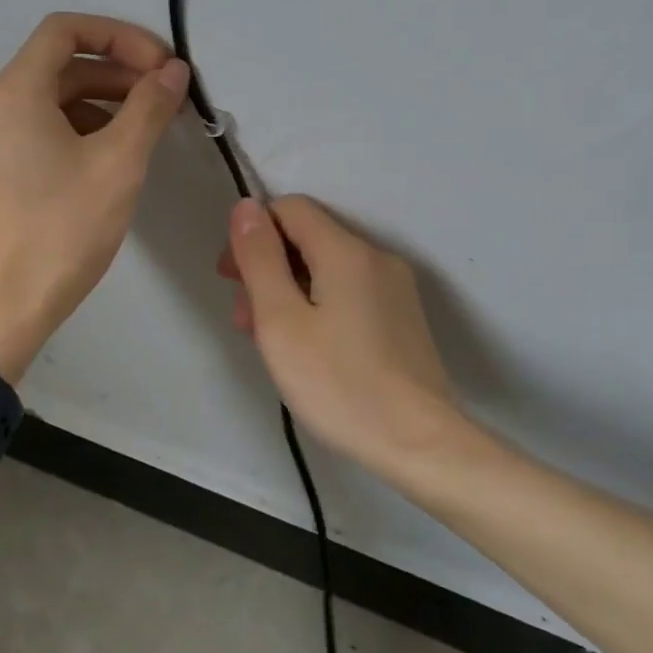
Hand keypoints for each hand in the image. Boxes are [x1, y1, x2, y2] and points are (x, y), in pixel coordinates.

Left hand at [0, 13, 189, 381]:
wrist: (1, 310)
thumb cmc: (61, 232)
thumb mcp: (118, 164)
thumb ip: (149, 107)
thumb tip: (173, 71)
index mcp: (12, 92)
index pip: (65, 30)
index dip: (119, 36)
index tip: (161, 64)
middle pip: (57, 66)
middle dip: (115, 74)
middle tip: (163, 97)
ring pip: (47, 101)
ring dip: (97, 104)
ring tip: (142, 130)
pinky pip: (33, 131)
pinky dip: (73, 131)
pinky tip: (106, 158)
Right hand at [218, 196, 478, 485]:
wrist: (421, 446)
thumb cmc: (339, 383)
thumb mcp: (280, 320)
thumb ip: (260, 258)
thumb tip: (247, 207)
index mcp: (346, 251)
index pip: (290, 208)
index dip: (254, 233)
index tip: (232, 277)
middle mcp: (376, 258)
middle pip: (308, 239)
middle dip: (267, 267)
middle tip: (243, 317)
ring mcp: (395, 289)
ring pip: (326, 269)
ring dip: (289, 290)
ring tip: (268, 340)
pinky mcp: (403, 318)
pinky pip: (348, 293)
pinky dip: (317, 306)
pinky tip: (306, 348)